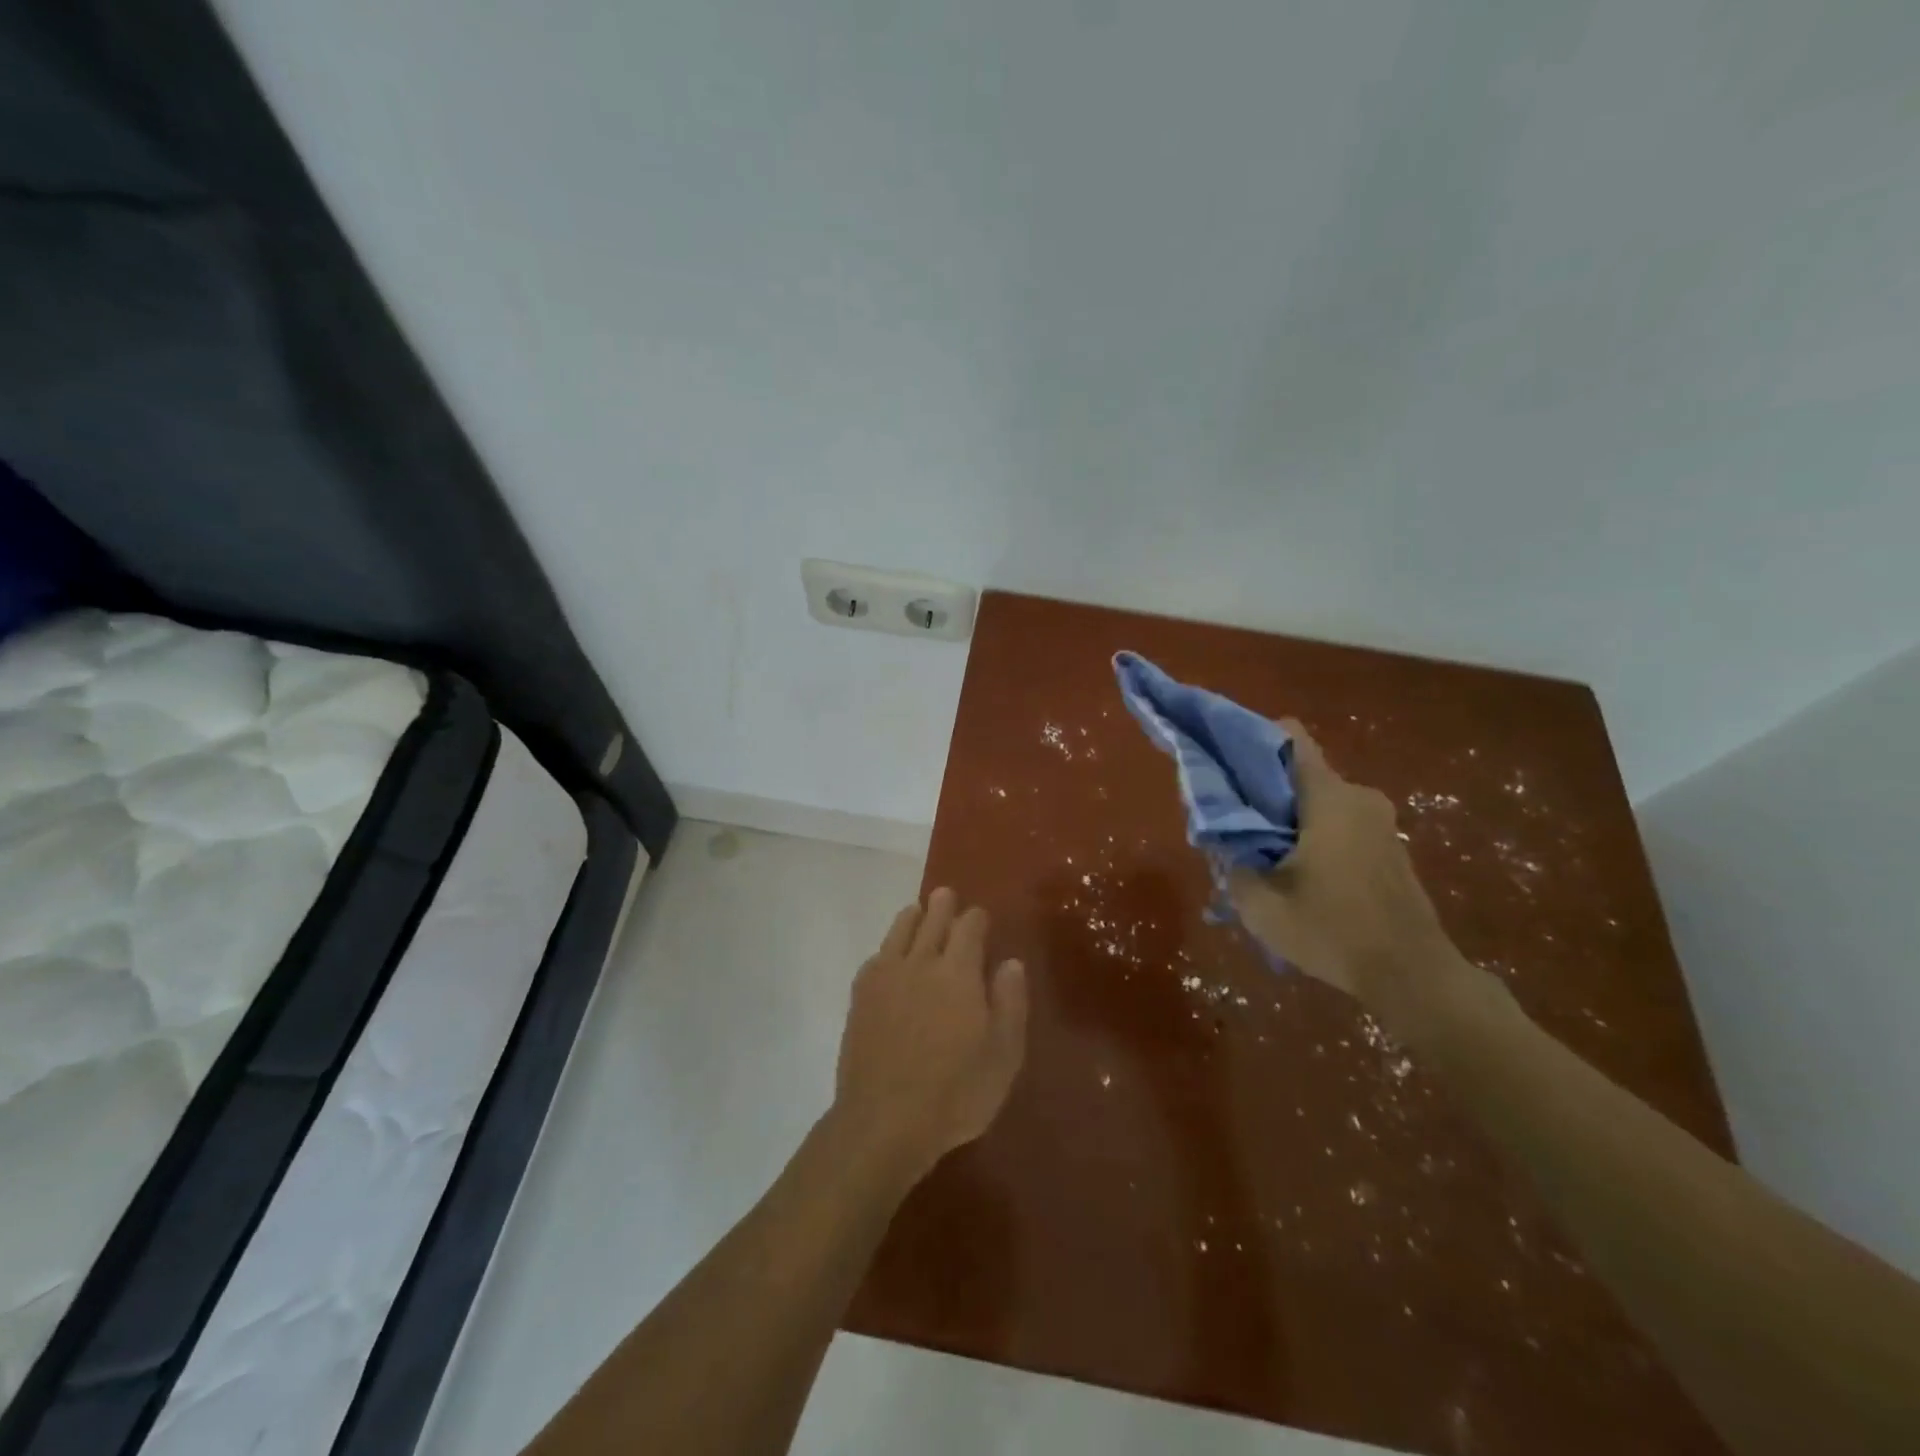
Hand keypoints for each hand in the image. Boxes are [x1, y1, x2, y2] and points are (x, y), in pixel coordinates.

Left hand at [831, 888, 1028, 1187]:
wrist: (884, 1120)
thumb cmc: (955, 1093)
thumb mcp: (1003, 1055)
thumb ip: (1010, 1003)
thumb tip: (1011, 962)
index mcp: (959, 972)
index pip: (969, 927)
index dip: (977, 918)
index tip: (981, 917)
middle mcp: (921, 963)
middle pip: (932, 919)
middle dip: (943, 905)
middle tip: (946, 896)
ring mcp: (886, 977)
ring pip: (900, 930)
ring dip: (912, 916)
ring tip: (918, 911)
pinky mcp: (861, 996)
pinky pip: (876, 957)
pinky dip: (888, 947)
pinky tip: (889, 955)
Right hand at [1229, 721, 1462, 1023]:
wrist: (1414, 977)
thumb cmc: (1332, 931)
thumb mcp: (1260, 904)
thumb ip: (1230, 861)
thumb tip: (1219, 836)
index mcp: (1329, 797)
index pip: (1289, 737)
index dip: (1250, 739)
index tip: (1223, 762)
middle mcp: (1359, 797)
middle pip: (1298, 773)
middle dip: (1262, 791)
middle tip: (1233, 824)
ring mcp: (1380, 823)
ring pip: (1318, 801)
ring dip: (1287, 819)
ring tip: (1259, 856)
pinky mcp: (1389, 848)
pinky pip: (1339, 823)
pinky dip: (1312, 835)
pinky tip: (1295, 875)